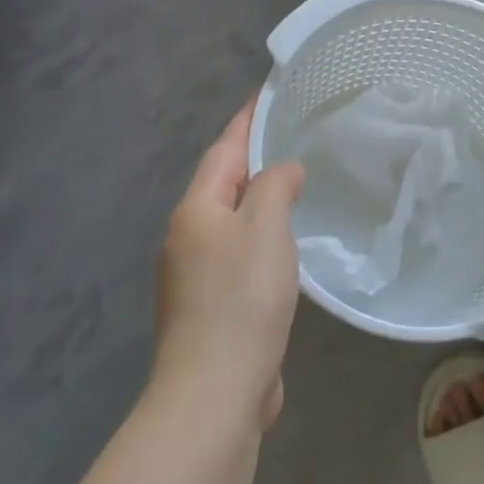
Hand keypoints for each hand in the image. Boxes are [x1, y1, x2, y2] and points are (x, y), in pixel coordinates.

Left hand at [153, 98, 303, 429]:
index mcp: (196, 211)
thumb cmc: (241, 298)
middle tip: (291, 133)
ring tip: (295, 181)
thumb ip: (275, 187)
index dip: (247, 119)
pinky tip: (287, 243)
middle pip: (223, 183)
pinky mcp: (212, 305)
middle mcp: (188, 236)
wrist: (214, 391)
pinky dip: (263, 235)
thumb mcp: (266, 228)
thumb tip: (283, 171)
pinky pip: (241, 252)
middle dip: (252, 156)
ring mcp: (196, 274)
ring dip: (259, 198)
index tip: (268, 91)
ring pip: (232, 220)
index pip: (224, 150)